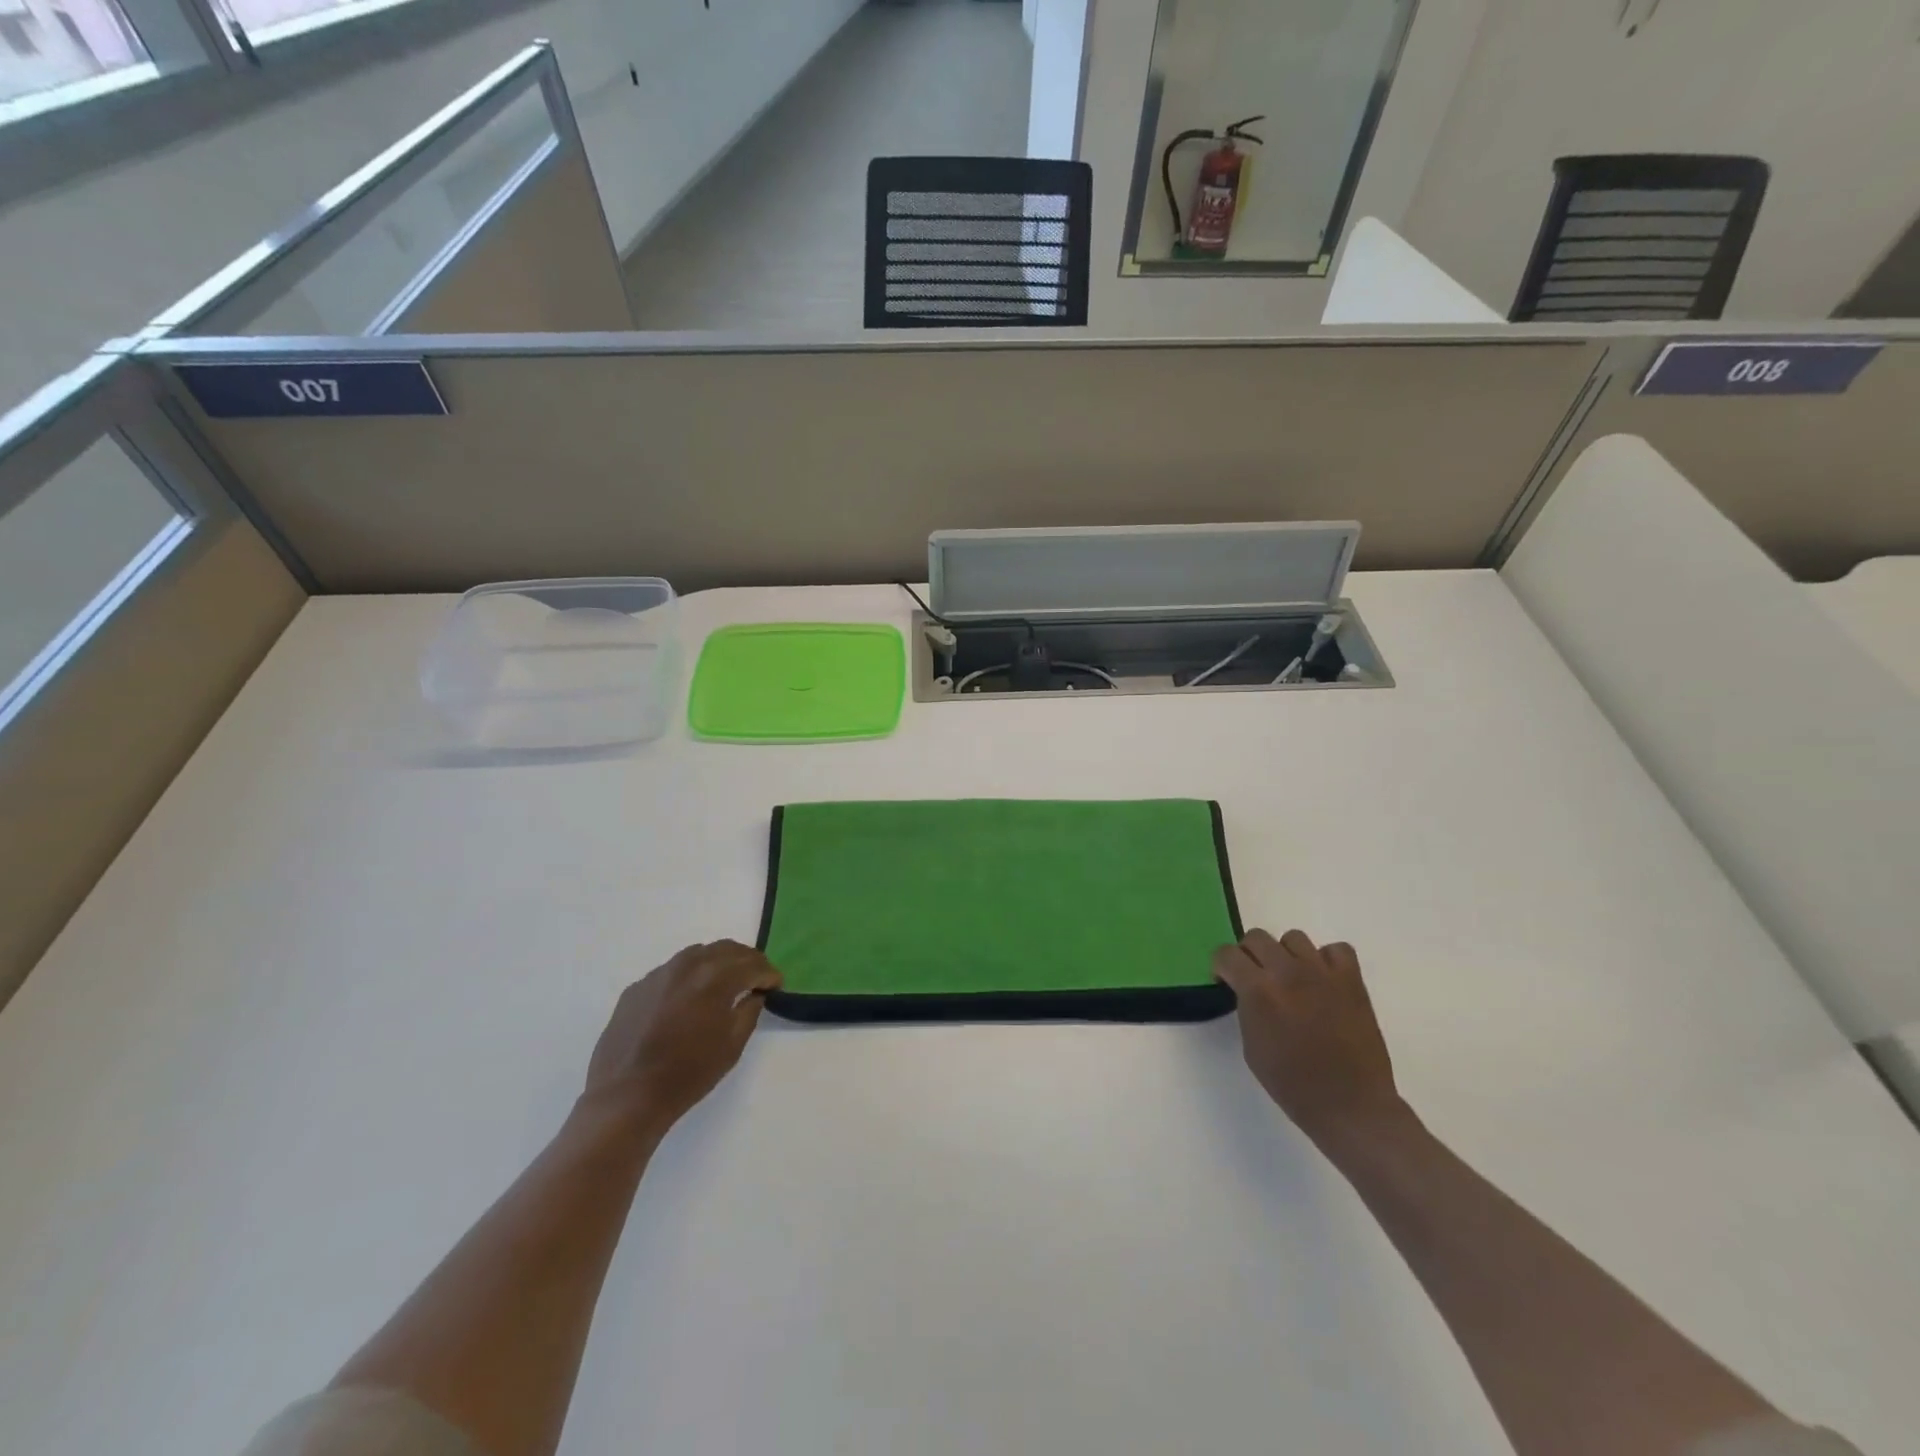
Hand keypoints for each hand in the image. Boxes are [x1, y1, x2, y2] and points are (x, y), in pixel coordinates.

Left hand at [581, 941, 781, 1136]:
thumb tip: (754, 994)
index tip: (776, 984)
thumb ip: (749, 1011)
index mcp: (716, 978)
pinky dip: (688, 977)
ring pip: (697, 954)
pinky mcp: (637, 987)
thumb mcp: (732, 1046)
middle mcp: (688, 965)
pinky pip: (671, 971)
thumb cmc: (687, 1074)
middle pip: (726, 949)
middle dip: (746, 961)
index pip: (752, 964)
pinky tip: (688, 999)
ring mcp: (659, 974)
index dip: (769, 973)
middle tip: (756, 978)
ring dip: (717, 963)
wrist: (626, 1097)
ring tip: (724, 982)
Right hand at [1212, 929, 1403, 1145]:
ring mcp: (1322, 972)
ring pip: (1294, 938)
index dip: (1222, 966)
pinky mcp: (1351, 980)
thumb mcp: (1251, 1046)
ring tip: (1292, 979)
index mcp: (1258, 991)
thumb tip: (1248, 990)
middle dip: (1249, 955)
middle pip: (1257, 937)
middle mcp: (1287, 972)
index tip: (1226, 980)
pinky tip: (1323, 981)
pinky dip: (1326, 960)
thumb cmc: (1292, 1084)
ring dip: (1286, 955)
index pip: (1227, 954)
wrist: (1350, 1105)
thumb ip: (1247, 1007)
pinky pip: (1336, 950)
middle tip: (1256, 978)